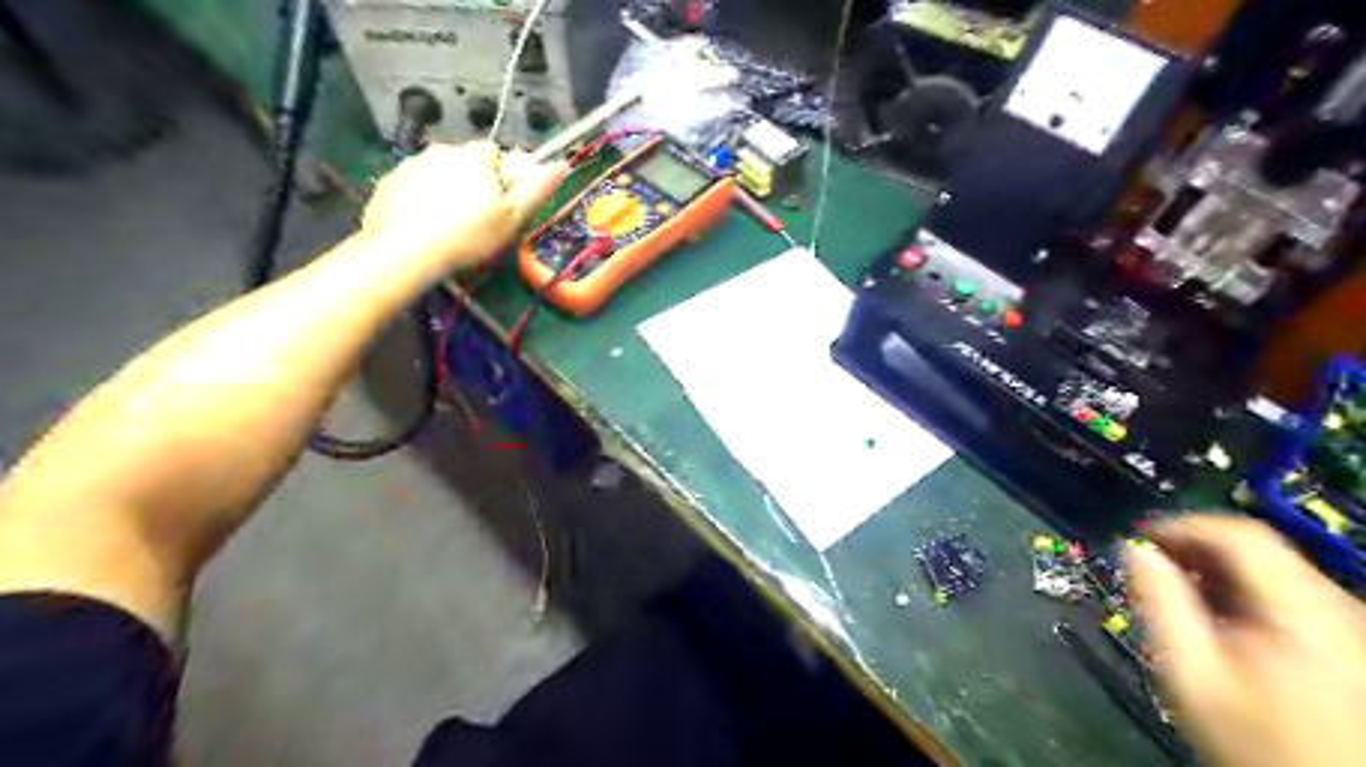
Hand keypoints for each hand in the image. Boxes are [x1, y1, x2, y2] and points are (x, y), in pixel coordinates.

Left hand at [360, 142, 568, 268]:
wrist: (405, 251)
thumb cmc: (469, 235)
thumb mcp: (512, 217)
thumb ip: (536, 189)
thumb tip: (561, 164)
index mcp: (475, 156)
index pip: (497, 154)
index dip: (502, 179)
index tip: (501, 207)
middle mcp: (443, 150)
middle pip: (467, 162)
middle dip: (474, 183)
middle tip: (478, 220)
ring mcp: (412, 164)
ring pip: (439, 172)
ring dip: (448, 190)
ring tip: (450, 225)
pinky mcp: (389, 182)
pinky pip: (414, 185)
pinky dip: (421, 199)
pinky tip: (425, 225)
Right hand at [1127, 511, 1365, 766]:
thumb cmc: (1252, 737)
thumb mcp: (1190, 673)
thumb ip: (1160, 602)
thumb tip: (1134, 548)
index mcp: (1303, 610)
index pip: (1241, 535)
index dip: (1183, 526)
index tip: (1139, 538)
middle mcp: (1339, 607)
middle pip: (1259, 549)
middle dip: (1196, 549)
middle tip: (1150, 565)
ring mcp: (1350, 625)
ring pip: (1274, 569)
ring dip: (1217, 570)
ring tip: (1176, 591)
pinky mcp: (1349, 640)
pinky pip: (1290, 593)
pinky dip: (1244, 591)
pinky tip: (1218, 616)